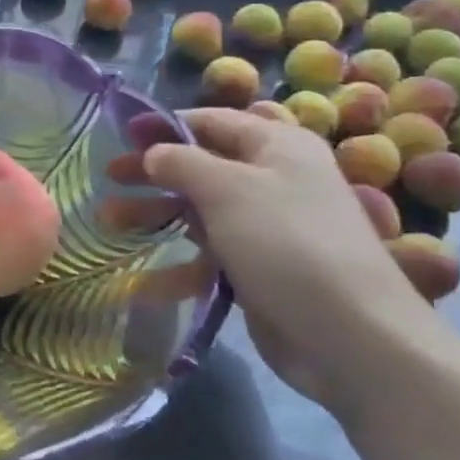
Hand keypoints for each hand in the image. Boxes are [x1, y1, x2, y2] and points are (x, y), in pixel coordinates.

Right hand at [133, 109, 459, 411]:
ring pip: (200, 211)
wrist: (352, 337)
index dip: (164, 126)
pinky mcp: (261, 269)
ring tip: (108, 223)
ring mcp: (268, 227)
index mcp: (276, 145)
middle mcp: (274, 179)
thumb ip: (182, 162)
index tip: (119, 137)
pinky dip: (179, 265)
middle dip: (153, 173)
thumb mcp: (227, 189)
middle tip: (108, 179)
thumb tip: (154, 151)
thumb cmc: (286, 243)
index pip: (211, 121)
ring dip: (156, 216)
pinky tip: (144, 283)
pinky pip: (211, 255)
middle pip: (201, 166)